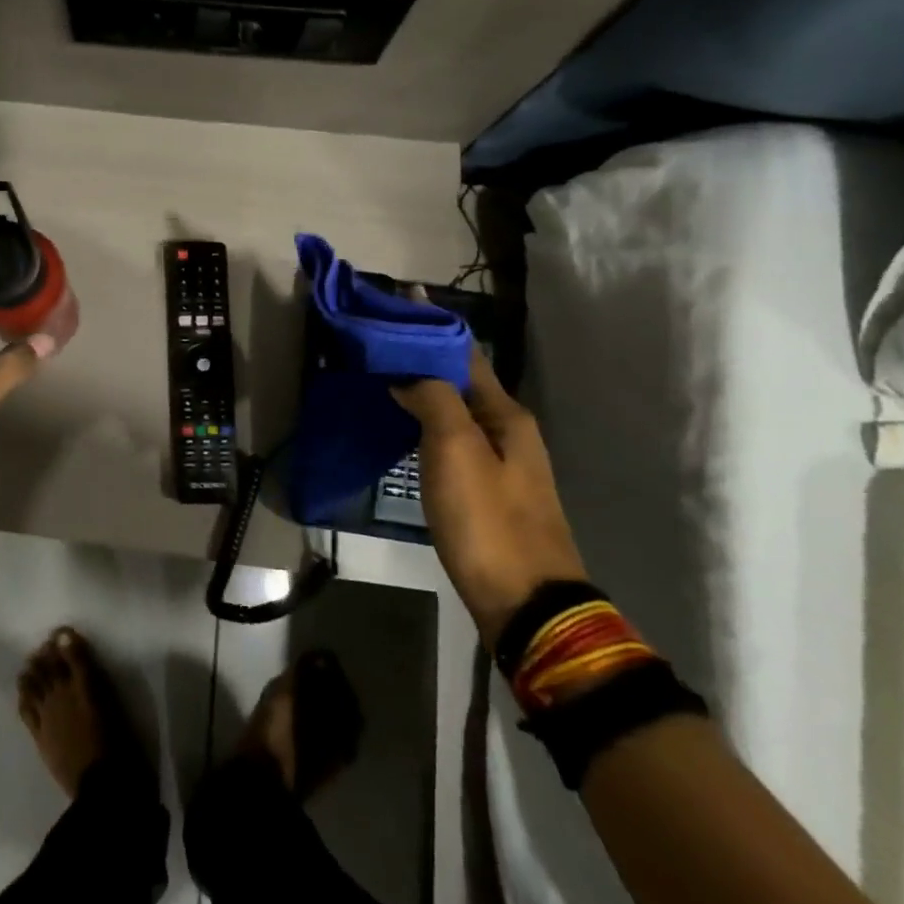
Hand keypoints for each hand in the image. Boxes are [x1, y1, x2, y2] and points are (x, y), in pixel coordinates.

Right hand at [394, 351, 587, 643]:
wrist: (526, 603)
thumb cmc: (488, 520)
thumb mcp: (456, 450)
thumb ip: (433, 400)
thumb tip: (408, 373)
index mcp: (505, 415)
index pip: (465, 354)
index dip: (433, 326)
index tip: (400, 300)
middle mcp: (508, 431)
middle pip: (460, 380)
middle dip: (422, 356)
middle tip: (377, 341)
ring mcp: (500, 464)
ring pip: (454, 410)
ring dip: (422, 390)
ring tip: (381, 376)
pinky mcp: (486, 492)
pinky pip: (451, 438)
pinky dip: (425, 421)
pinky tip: (402, 425)